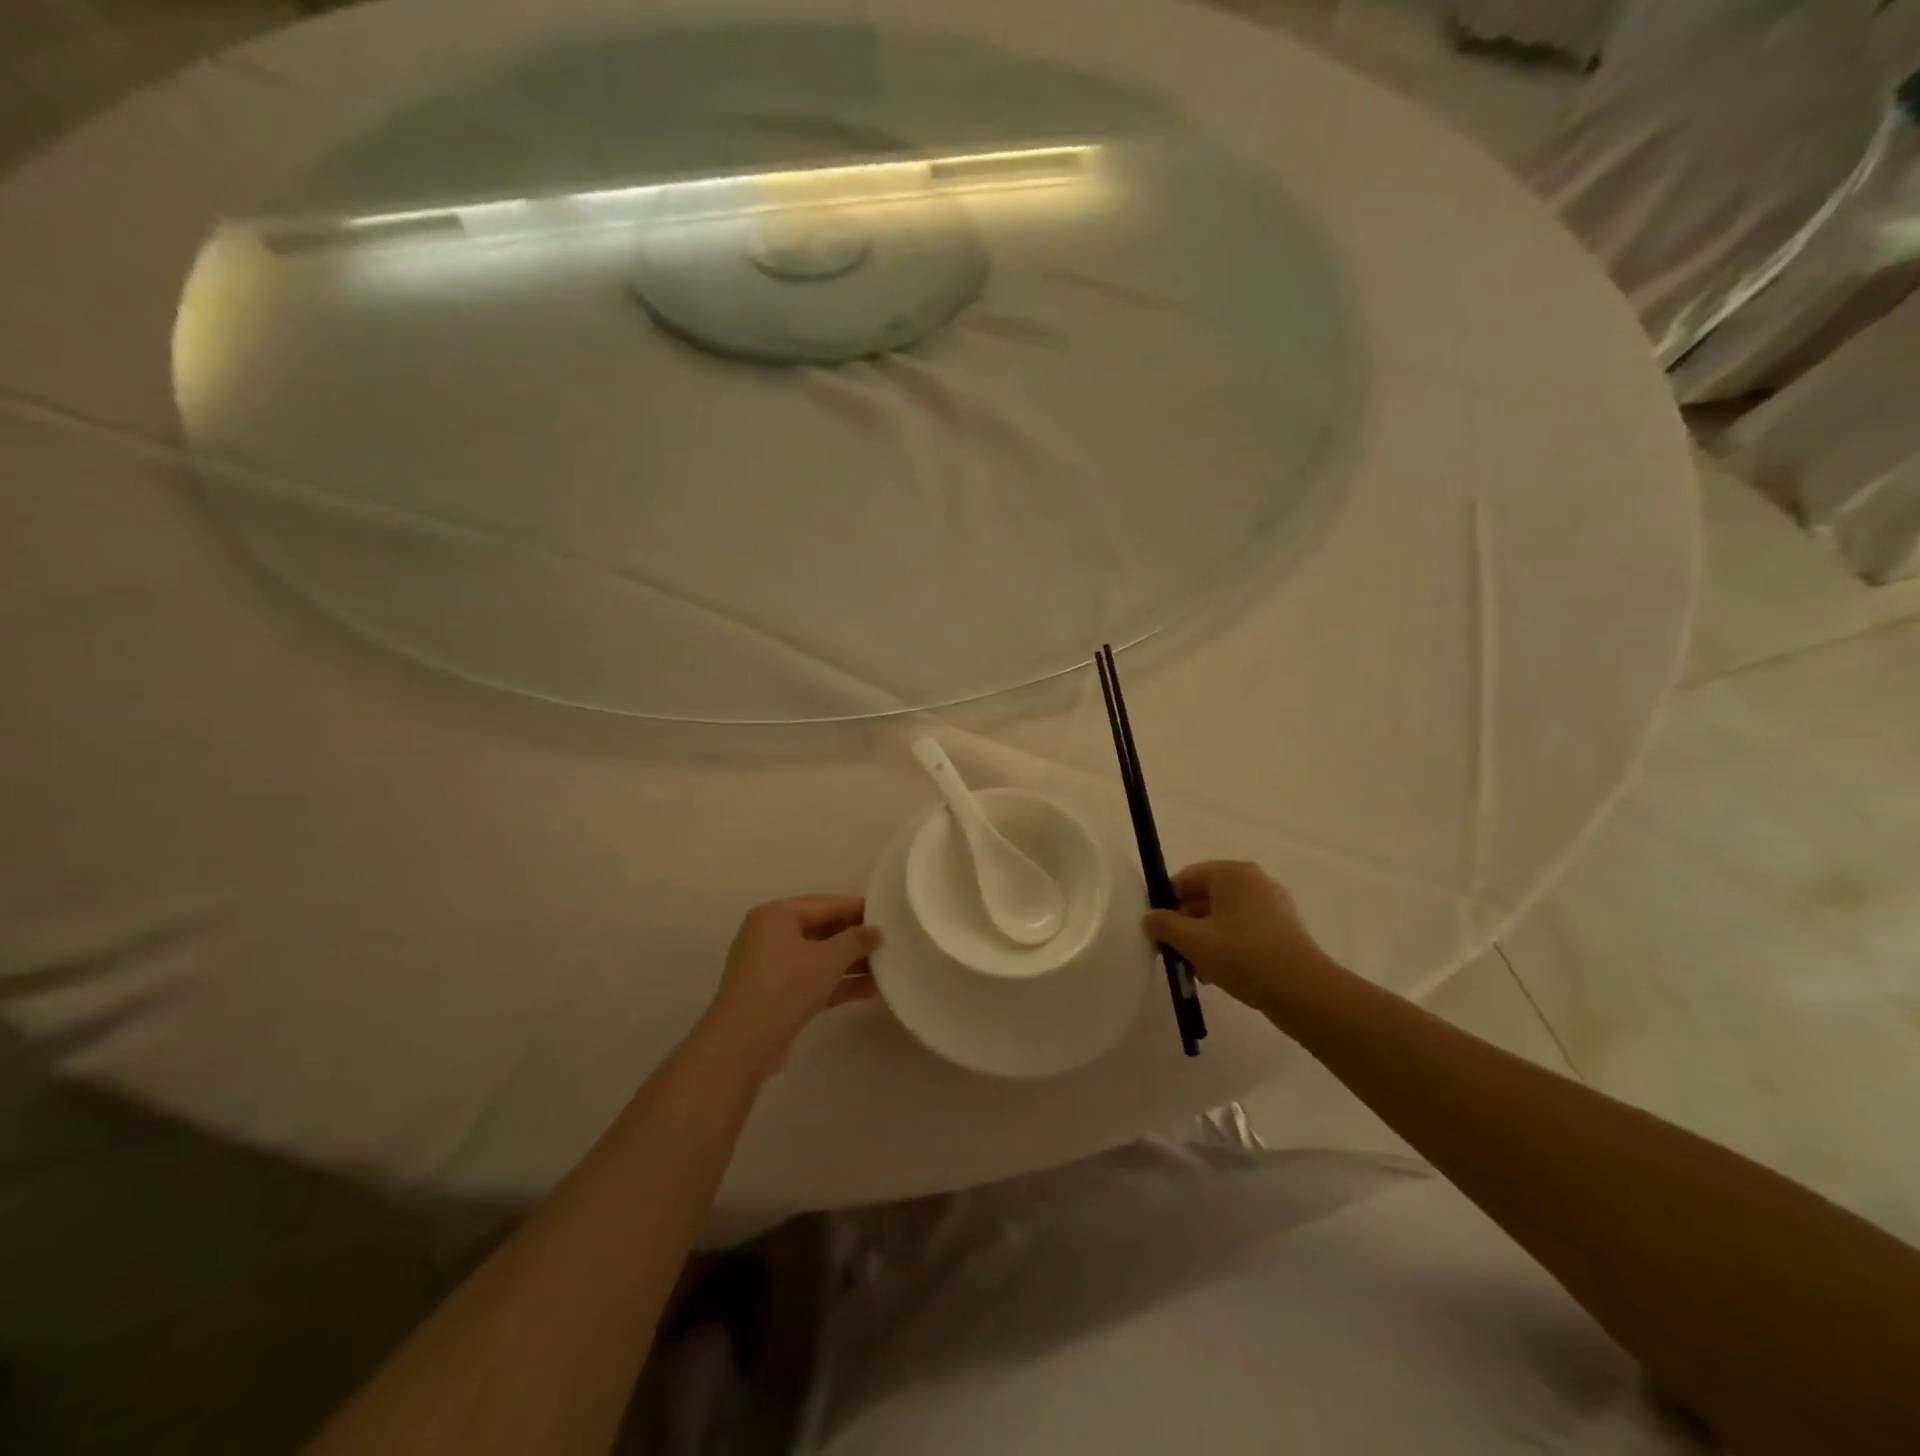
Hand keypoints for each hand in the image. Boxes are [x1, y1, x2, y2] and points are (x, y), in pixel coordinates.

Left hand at [701, 896, 881, 1077]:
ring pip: (818, 958)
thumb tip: (876, 931)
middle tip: (890, 940)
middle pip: (821, 930)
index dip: (857, 908)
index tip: (888, 913)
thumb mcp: (828, 959)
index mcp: (776, 915)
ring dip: (850, 964)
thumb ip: (856, 940)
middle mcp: (769, 935)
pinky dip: (837, 983)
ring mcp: (770, 967)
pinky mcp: (775, 995)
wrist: (743, 1044)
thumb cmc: (786, 986)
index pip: (825, 904)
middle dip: (854, 938)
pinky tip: (870, 990)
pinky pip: (811, 980)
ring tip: (887, 966)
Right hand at [1142, 861, 1341, 1017]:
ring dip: (1204, 939)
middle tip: (1173, 952)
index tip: (1157, 931)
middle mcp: (1254, 881)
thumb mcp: (1192, 940)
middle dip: (1185, 925)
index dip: (1166, 903)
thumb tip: (1150, 919)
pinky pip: (1244, 930)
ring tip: (1195, 969)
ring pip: (1224, 917)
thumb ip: (1163, 925)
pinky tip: (1218, 974)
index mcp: (1232, 873)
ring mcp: (1273, 905)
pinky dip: (1227, 946)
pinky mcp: (1284, 929)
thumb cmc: (1242, 955)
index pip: (1185, 878)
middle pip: (1205, 897)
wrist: (1303, 991)